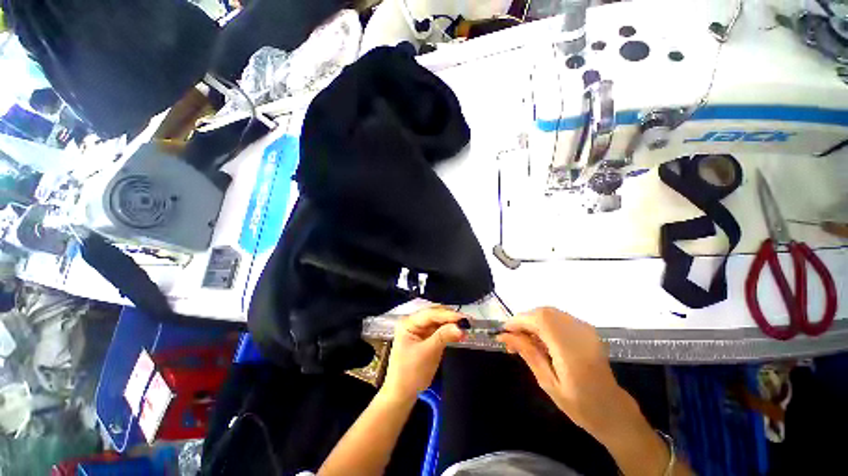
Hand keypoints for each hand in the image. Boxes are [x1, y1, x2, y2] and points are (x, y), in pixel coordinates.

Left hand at [382, 307, 464, 401]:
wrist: (401, 395)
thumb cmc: (410, 374)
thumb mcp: (428, 353)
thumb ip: (443, 337)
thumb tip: (460, 327)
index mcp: (408, 323)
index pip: (430, 314)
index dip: (447, 315)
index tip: (464, 318)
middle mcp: (412, 322)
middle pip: (434, 314)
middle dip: (450, 317)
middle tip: (467, 321)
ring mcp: (418, 330)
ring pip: (437, 321)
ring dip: (450, 323)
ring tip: (465, 325)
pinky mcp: (424, 337)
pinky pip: (437, 329)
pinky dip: (447, 330)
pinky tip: (457, 331)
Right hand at [497, 307, 635, 437]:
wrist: (613, 410)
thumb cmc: (580, 406)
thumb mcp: (548, 383)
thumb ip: (528, 354)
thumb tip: (504, 336)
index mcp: (572, 351)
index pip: (540, 320)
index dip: (519, 321)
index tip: (504, 332)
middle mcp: (580, 334)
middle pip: (544, 312)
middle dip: (524, 321)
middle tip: (513, 339)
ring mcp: (586, 329)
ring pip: (550, 312)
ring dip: (532, 321)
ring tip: (524, 340)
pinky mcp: (587, 329)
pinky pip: (558, 317)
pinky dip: (543, 323)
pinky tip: (540, 339)